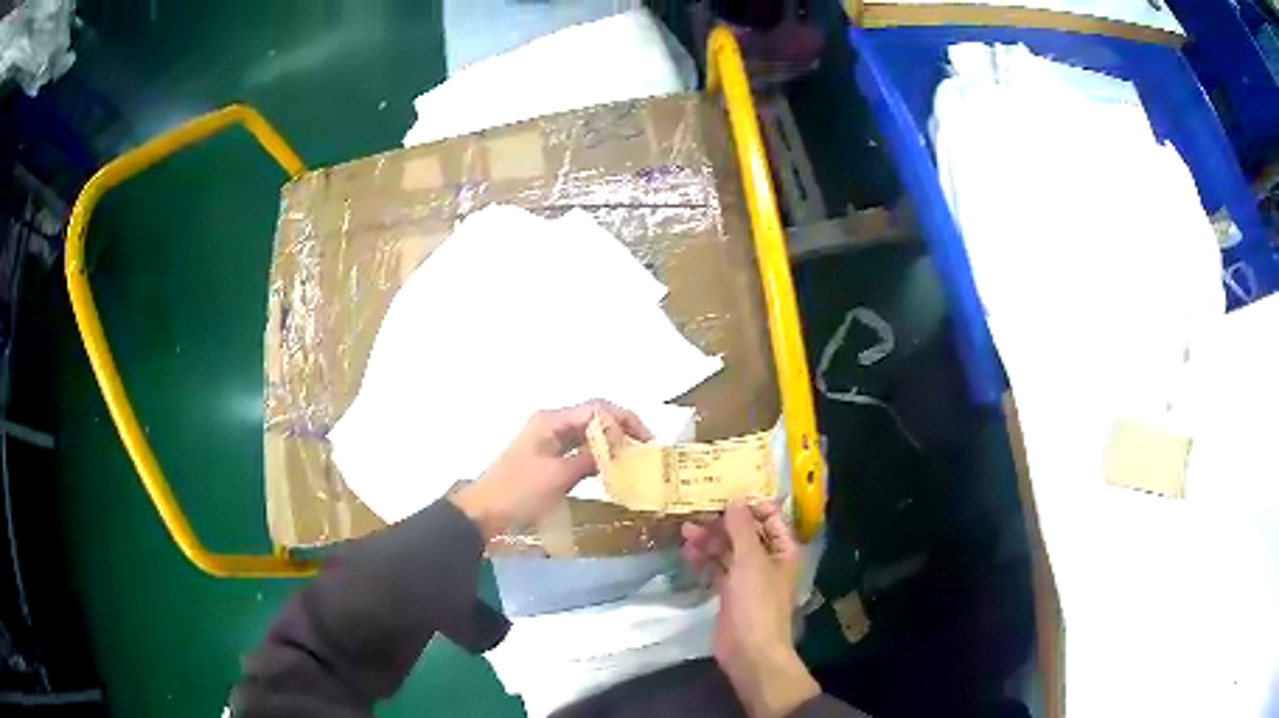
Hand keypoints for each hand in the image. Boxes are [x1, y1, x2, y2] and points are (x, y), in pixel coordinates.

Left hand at [450, 400, 650, 538]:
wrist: (485, 512)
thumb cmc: (519, 492)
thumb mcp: (558, 476)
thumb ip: (590, 459)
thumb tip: (619, 452)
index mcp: (551, 421)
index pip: (597, 409)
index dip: (623, 422)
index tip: (642, 444)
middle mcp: (551, 424)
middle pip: (594, 416)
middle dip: (622, 428)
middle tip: (645, 448)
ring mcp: (549, 440)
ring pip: (589, 433)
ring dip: (612, 442)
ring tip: (635, 458)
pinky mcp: (548, 458)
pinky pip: (580, 449)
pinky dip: (598, 455)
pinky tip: (612, 468)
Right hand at [681, 501, 819, 717]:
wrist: (750, 650)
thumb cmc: (757, 603)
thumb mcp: (750, 561)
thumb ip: (742, 529)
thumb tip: (736, 499)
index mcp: (783, 550)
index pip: (770, 518)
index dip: (750, 505)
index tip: (723, 494)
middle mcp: (767, 561)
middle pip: (745, 534)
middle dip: (722, 523)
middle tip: (696, 513)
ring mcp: (748, 578)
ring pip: (728, 551)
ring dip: (709, 541)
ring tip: (685, 532)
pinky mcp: (730, 593)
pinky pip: (717, 569)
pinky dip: (704, 560)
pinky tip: (687, 554)